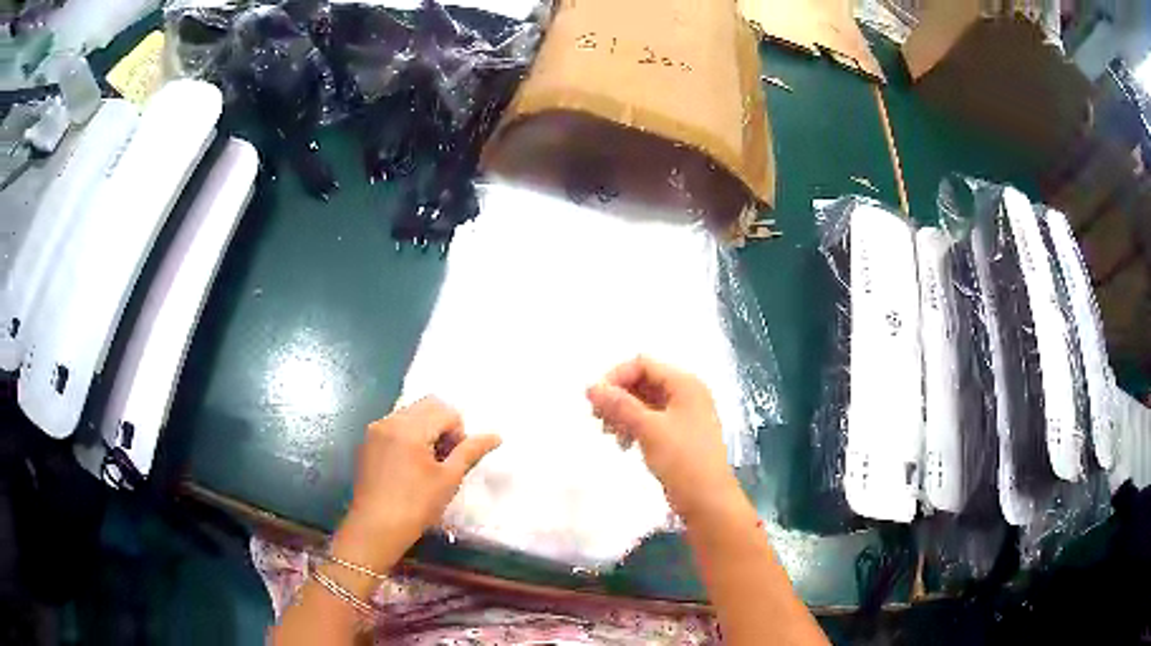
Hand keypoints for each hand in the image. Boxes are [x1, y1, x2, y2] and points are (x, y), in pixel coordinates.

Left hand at [333, 397, 500, 571]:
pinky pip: (395, 426)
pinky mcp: (368, 442)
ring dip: (427, 431)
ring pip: (410, 414)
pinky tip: (410, 466)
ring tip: (429, 464)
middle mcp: (389, 420)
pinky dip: (409, 436)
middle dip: (443, 427)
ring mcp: (375, 430)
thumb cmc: (416, 506)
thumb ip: (471, 451)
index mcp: (409, 427)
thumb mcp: (449, 479)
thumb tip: (496, 436)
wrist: (375, 528)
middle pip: (427, 406)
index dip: (459, 434)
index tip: (455, 461)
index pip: (446, 411)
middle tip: (445, 459)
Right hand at [586, 356, 742, 522]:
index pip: (643, 364)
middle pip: (643, 381)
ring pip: (645, 401)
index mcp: (685, 383)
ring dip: (623, 412)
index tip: (594, 401)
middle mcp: (686, 393)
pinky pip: (650, 419)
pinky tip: (623, 442)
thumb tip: (591, 387)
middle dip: (618, 396)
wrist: (708, 500)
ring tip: (609, 433)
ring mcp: (683, 414)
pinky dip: (633, 425)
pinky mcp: (678, 434)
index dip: (616, 377)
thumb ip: (620, 405)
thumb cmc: (683, 459)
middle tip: (598, 419)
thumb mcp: (649, 428)